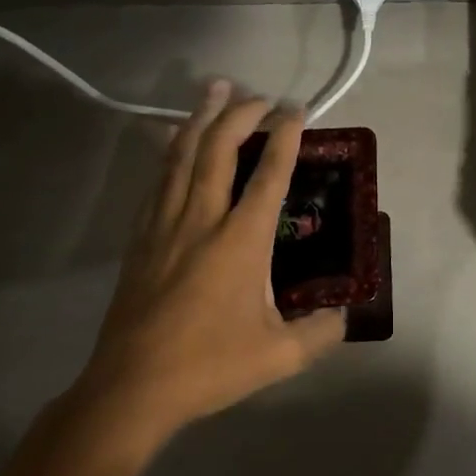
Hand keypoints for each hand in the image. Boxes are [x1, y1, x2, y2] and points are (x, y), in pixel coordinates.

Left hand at [77, 81, 346, 447]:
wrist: (131, 388)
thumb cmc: (209, 366)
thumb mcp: (280, 356)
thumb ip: (320, 333)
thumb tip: (344, 315)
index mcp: (240, 241)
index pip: (269, 174)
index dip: (285, 136)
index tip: (296, 108)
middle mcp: (202, 218)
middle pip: (220, 148)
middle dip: (242, 113)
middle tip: (260, 95)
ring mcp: (166, 224)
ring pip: (183, 154)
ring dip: (202, 116)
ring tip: (215, 87)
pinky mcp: (141, 236)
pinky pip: (158, 178)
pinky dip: (170, 149)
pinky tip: (172, 135)